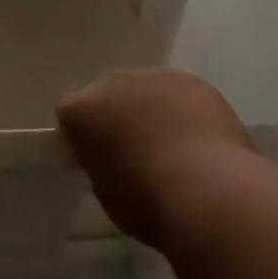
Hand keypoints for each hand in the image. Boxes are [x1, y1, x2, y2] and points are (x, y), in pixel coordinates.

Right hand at [56, 69, 255, 247]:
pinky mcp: (194, 81)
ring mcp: (156, 76)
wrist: (208, 190)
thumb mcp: (107, 194)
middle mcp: (114, 82)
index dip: (81, 135)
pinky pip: (181, 94)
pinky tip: (200, 141)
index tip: (95, 159)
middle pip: (109, 94)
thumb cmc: (147, 203)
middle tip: (135, 152)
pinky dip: (185, 111)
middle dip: (118, 116)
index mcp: (82, 109)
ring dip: (153, 110)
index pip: (69, 112)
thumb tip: (115, 160)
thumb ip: (102, 165)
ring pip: (147, 90)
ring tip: (173, 148)